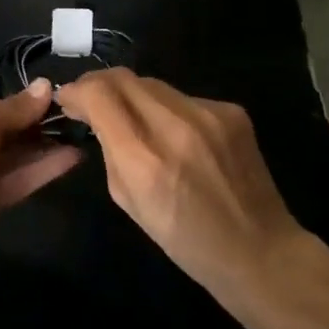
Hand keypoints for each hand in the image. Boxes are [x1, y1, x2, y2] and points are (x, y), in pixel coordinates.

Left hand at [0, 82, 81, 264]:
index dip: (15, 99)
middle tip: (71, 114)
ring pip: (15, 156)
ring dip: (44, 146)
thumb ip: (14, 107)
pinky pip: (21, 180)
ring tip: (79, 133)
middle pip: (2, 130)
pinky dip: (44, 169)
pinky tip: (73, 157)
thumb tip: (45, 87)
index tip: (48, 95)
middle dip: (33, 123)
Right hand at [57, 69, 325, 314]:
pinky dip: (168, 109)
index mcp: (143, 159)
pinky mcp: (231, 110)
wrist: (261, 251)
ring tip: (132, 117)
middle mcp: (175, 126)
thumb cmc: (185, 240)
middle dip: (99, 85)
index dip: (75, 90)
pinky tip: (176, 134)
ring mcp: (208, 114)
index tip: (67, 100)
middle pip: (122, 77)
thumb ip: (109, 151)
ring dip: (132, 95)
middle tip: (91, 101)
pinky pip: (183, 97)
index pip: (98, 94)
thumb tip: (95, 116)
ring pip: (151, 84)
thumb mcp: (128, 201)